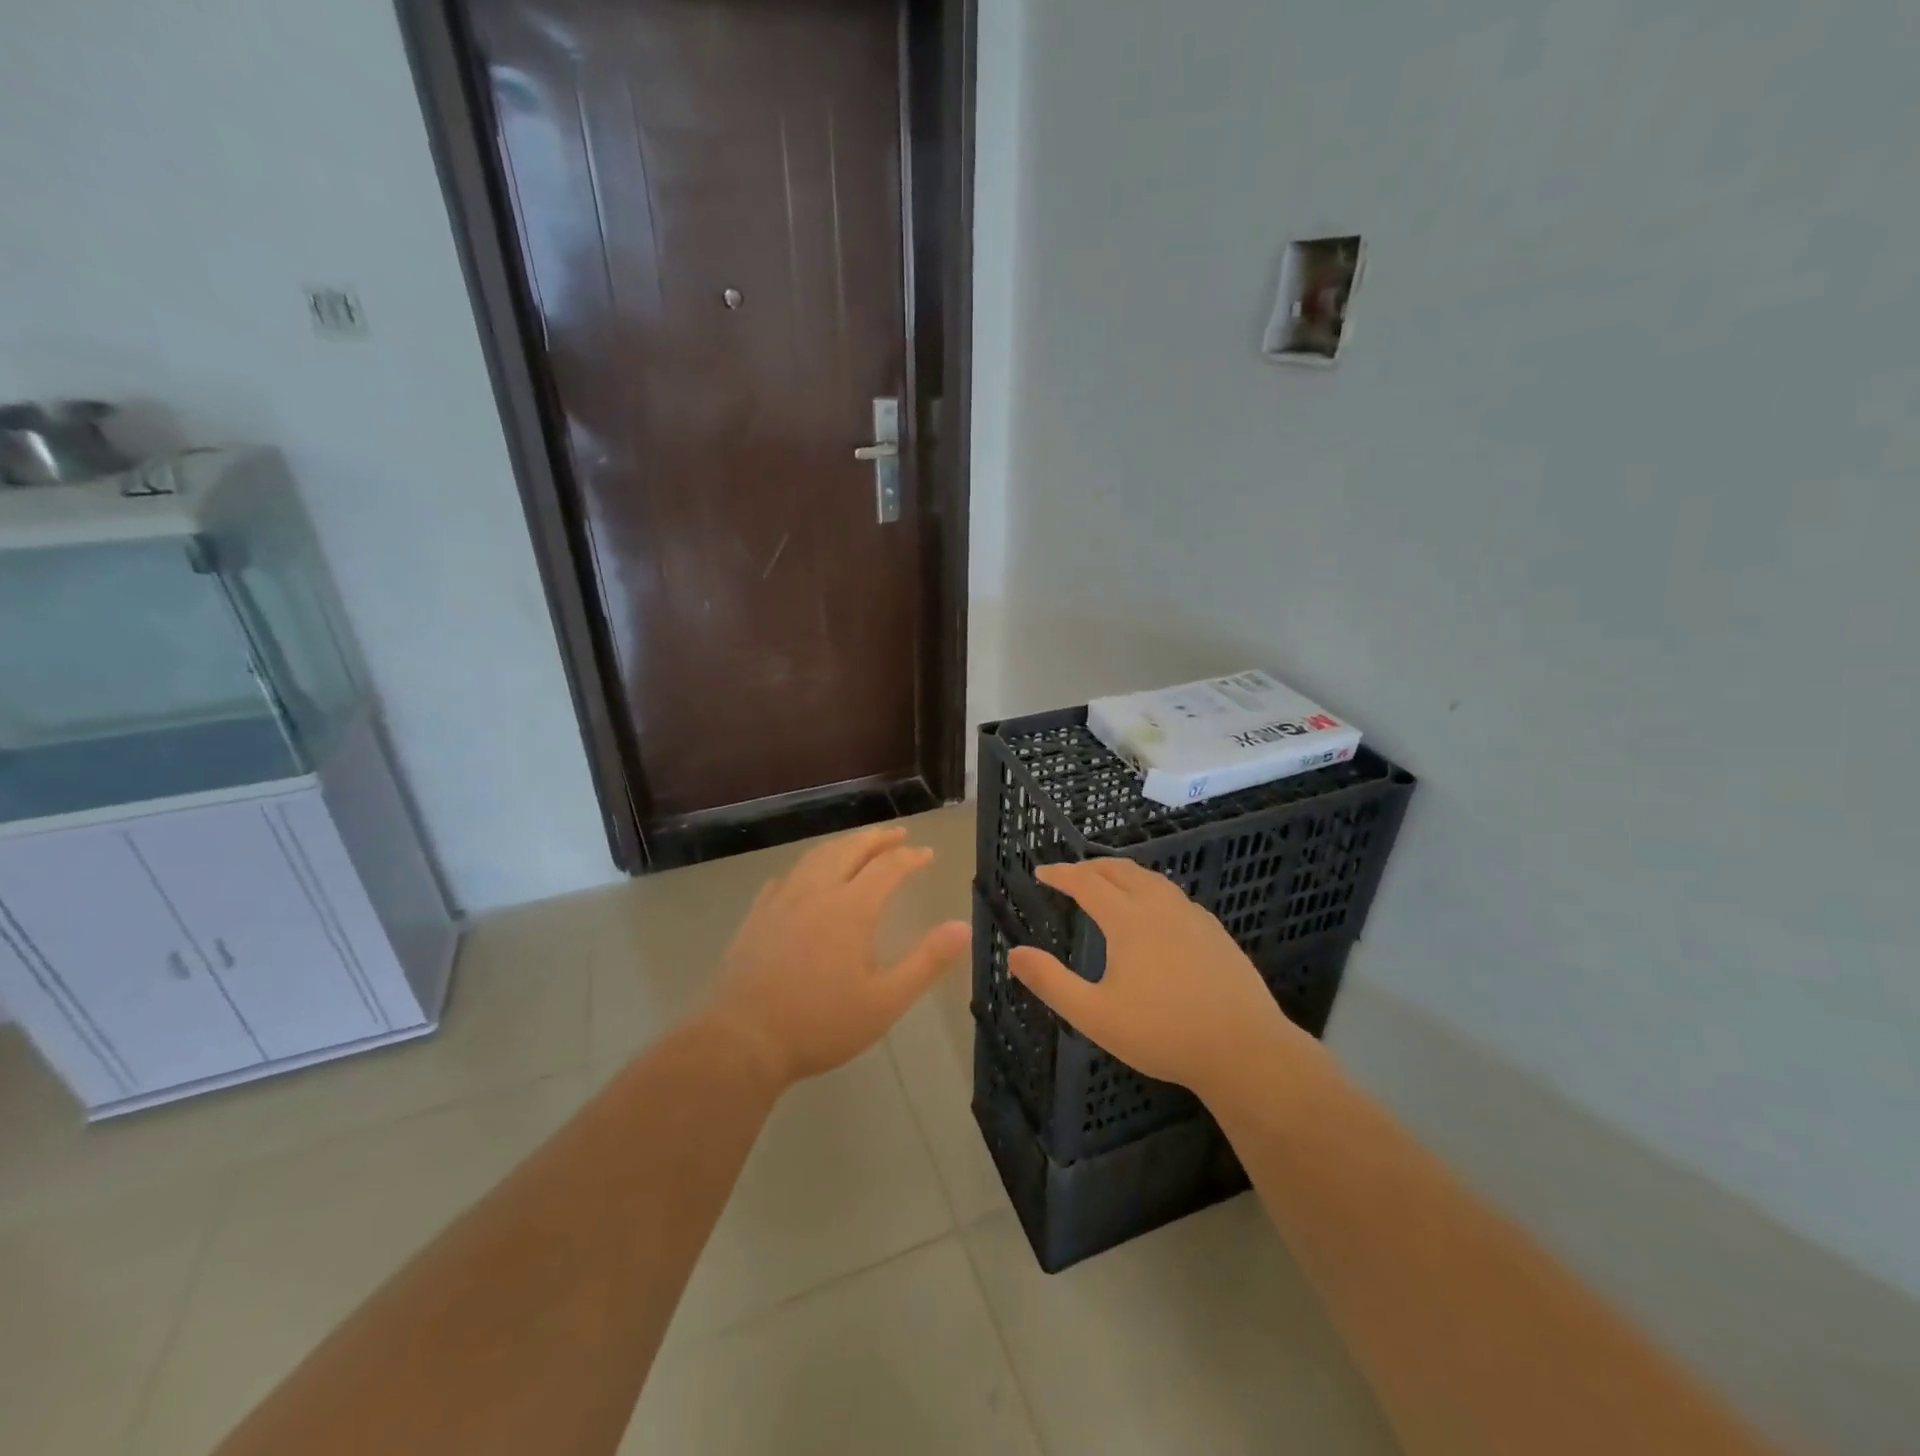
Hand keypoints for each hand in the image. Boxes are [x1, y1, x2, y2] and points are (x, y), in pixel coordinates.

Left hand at [702, 826, 969, 1089]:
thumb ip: (927, 961)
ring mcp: (782, 901)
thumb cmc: (821, 1023)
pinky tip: (805, 879)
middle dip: (878, 839)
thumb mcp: (886, 1000)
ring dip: (843, 845)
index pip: (889, 868)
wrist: (743, 1040)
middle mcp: (817, 892)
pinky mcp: (757, 916)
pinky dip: (806, 868)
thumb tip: (963, 926)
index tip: (927, 854)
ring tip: (858, 845)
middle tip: (897, 834)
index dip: (911, 857)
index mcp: (852, 908)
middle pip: (851, 849)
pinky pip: (786, 878)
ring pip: (817, 857)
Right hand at [1008, 859, 1312, 1102]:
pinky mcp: (1215, 932)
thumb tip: (1014, 954)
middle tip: (1070, 874)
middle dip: (1091, 867)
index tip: (1042, 873)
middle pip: (1120, 871)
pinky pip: (1174, 895)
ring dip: (1123, 874)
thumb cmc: (1162, 1033)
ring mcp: (1192, 916)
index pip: (1086, 882)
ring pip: (1151, 879)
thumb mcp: (1095, 1015)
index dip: (1061, 874)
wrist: (1244, 1049)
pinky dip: (1151, 889)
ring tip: (1108, 883)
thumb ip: (1051, 982)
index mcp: (1128, 920)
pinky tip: (1155, 911)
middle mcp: (1160, 906)